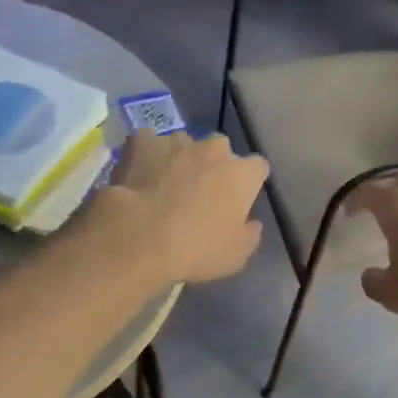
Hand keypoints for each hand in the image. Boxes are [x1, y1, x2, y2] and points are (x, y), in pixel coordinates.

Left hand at [94, 131, 267, 283]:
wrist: (142, 236)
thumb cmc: (198, 249)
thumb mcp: (236, 255)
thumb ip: (249, 235)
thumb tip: (251, 224)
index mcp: (243, 174)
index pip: (258, 168)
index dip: (248, 183)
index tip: (238, 200)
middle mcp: (214, 149)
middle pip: (221, 151)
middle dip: (213, 167)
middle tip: (199, 194)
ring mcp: (177, 141)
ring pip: (184, 146)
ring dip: (180, 161)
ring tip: (164, 186)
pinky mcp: (143, 141)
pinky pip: (148, 144)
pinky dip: (146, 156)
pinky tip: (139, 175)